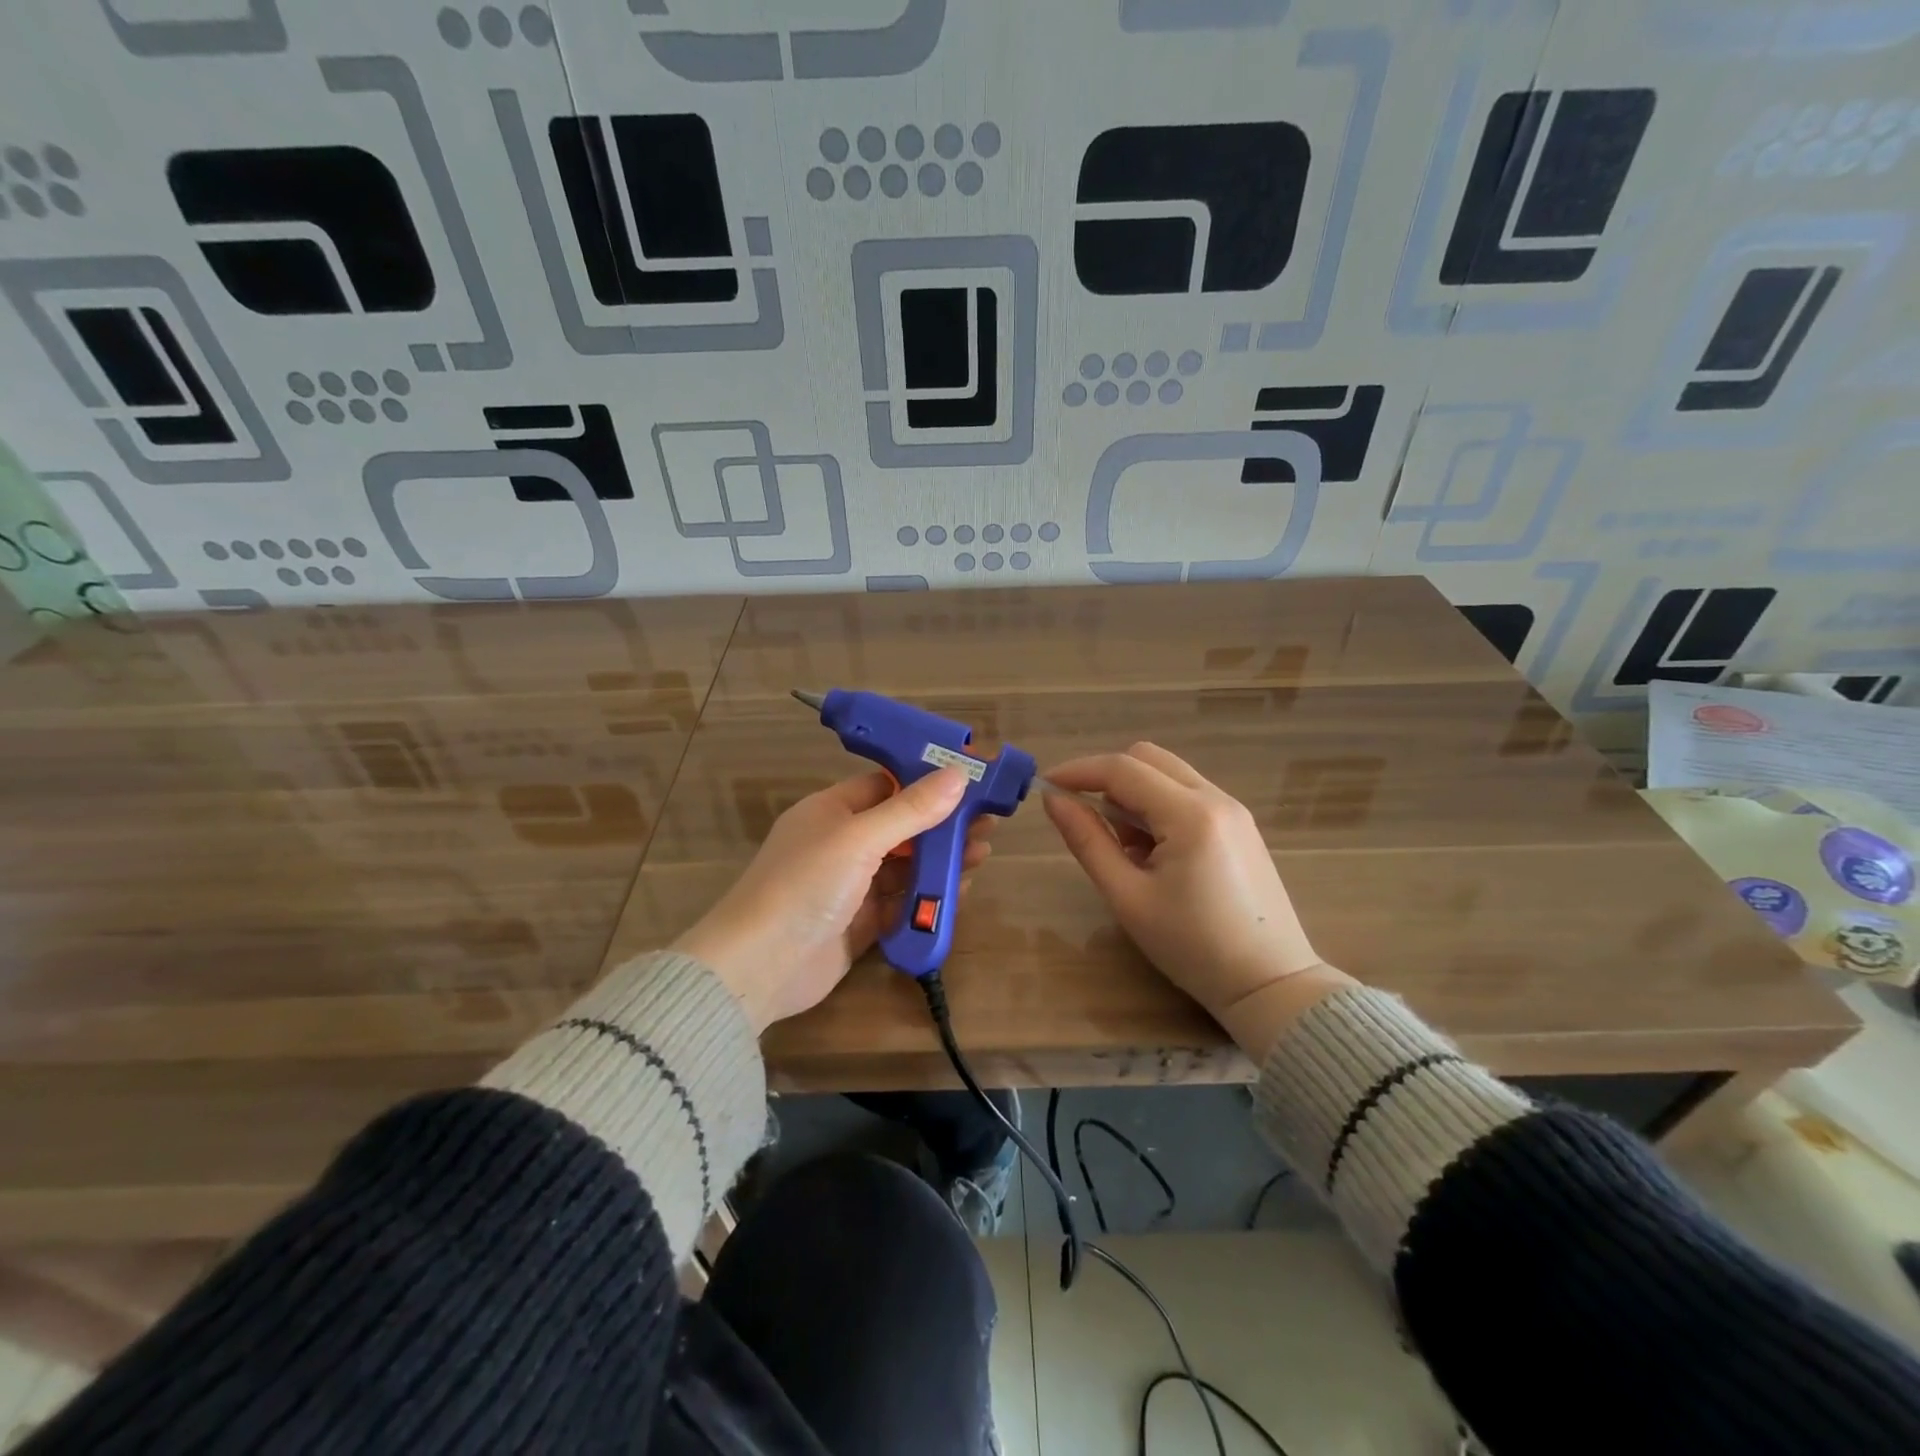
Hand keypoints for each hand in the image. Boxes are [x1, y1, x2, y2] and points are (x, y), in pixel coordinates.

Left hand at [674, 768, 989, 1031]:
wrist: (760, 967)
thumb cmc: (806, 884)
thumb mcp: (859, 839)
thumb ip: (910, 810)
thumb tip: (957, 774)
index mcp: (831, 812)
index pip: (884, 785)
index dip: (925, 782)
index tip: (969, 780)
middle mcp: (840, 844)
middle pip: (900, 827)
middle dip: (942, 825)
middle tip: (988, 822)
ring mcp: (849, 887)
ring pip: (904, 867)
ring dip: (940, 860)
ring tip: (982, 854)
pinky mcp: (858, 925)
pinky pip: (900, 904)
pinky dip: (927, 897)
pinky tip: (960, 891)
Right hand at [1043, 743, 1350, 1057]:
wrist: (1270, 984)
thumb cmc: (1192, 947)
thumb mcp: (1128, 897)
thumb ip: (1088, 841)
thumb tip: (1054, 801)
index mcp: (1190, 814)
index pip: (1123, 769)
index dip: (1078, 771)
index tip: (1046, 787)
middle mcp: (1216, 798)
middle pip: (1148, 758)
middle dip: (1107, 778)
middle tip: (1086, 820)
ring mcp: (1234, 810)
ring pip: (1168, 775)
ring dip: (1134, 795)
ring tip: (1127, 852)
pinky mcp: (1240, 825)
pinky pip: (1188, 795)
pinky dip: (1159, 808)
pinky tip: (1156, 855)